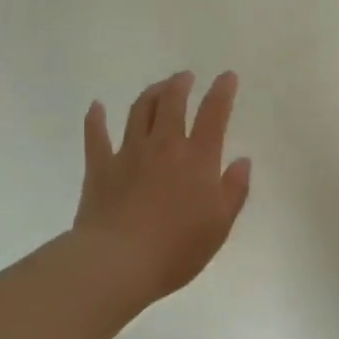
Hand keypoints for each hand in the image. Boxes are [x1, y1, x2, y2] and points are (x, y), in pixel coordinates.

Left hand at [72, 71, 252, 306]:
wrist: (119, 262)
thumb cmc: (177, 248)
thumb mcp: (220, 225)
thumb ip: (234, 190)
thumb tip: (242, 161)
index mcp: (197, 158)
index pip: (214, 114)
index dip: (222, 92)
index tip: (227, 76)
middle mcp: (164, 146)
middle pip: (172, 103)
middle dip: (180, 84)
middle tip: (185, 77)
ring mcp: (129, 153)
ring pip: (139, 111)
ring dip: (150, 93)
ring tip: (158, 86)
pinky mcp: (100, 167)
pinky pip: (96, 135)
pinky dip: (96, 118)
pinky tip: (96, 107)